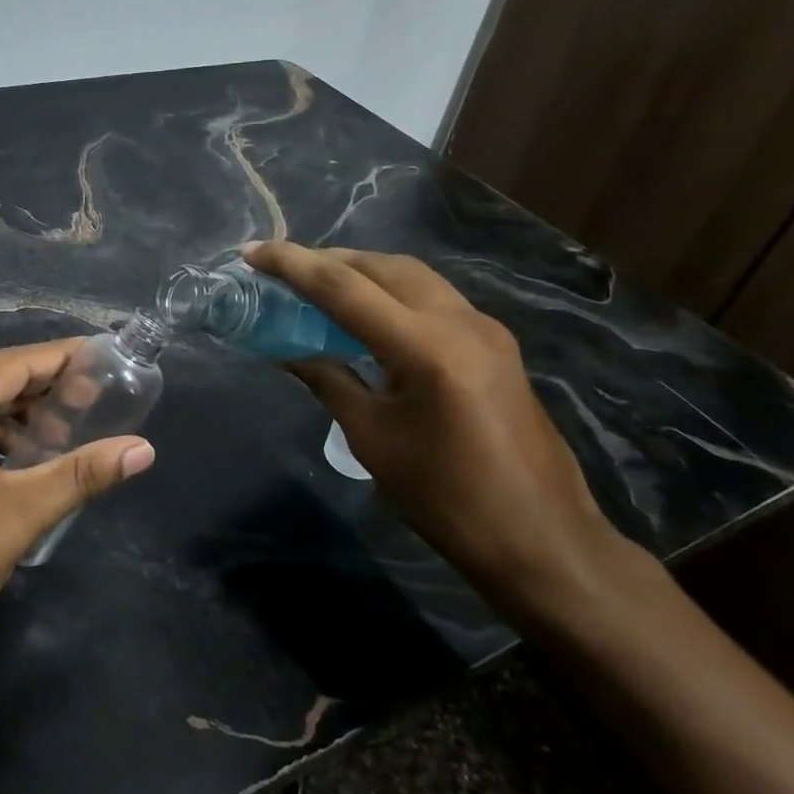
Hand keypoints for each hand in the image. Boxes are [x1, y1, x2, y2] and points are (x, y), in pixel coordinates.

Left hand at [0, 340, 154, 690]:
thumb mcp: (17, 515)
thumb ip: (83, 473)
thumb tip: (144, 450)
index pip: (9, 362)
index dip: (59, 359)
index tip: (101, 356)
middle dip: (36, 385)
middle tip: (88, 395)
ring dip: (6, 412)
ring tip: (57, 431)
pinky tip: (11, 455)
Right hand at [244, 242, 621, 620]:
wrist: (542, 540)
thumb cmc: (446, 499)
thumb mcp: (373, 439)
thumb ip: (329, 380)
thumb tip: (289, 349)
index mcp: (425, 347)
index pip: (343, 288)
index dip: (291, 265)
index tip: (251, 253)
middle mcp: (460, 321)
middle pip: (382, 266)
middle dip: (329, 260)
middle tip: (283, 271)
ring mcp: (485, 329)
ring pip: (412, 276)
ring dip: (362, 272)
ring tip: (319, 286)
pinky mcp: (496, 344)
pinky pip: (433, 297)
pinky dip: (392, 292)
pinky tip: (369, 315)